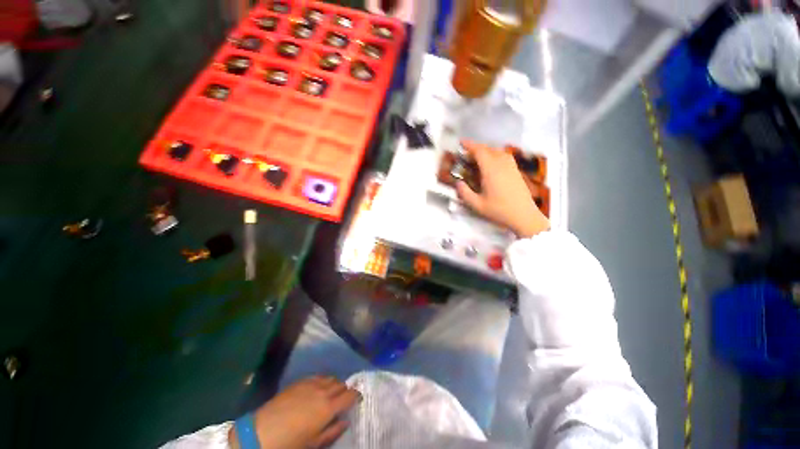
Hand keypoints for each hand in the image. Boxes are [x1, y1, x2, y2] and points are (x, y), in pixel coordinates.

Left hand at [230, 376, 360, 448]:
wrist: (261, 432)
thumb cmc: (290, 443)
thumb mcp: (314, 443)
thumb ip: (333, 431)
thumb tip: (345, 421)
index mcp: (328, 407)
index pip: (350, 395)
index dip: (356, 396)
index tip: (357, 399)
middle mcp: (323, 391)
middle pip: (341, 384)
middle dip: (345, 391)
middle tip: (342, 401)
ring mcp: (311, 383)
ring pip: (330, 378)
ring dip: (334, 385)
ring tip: (330, 394)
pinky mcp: (300, 381)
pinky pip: (318, 376)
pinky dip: (323, 381)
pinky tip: (317, 389)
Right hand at [456, 142, 549, 237]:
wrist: (524, 215)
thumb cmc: (499, 210)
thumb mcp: (477, 205)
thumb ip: (465, 193)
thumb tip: (458, 183)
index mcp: (491, 170)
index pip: (480, 151)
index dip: (469, 145)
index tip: (461, 143)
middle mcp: (502, 164)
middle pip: (488, 149)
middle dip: (476, 148)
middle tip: (466, 153)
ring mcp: (511, 166)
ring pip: (497, 151)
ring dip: (486, 151)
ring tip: (477, 157)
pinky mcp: (516, 170)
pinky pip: (504, 156)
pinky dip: (494, 155)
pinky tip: (491, 163)